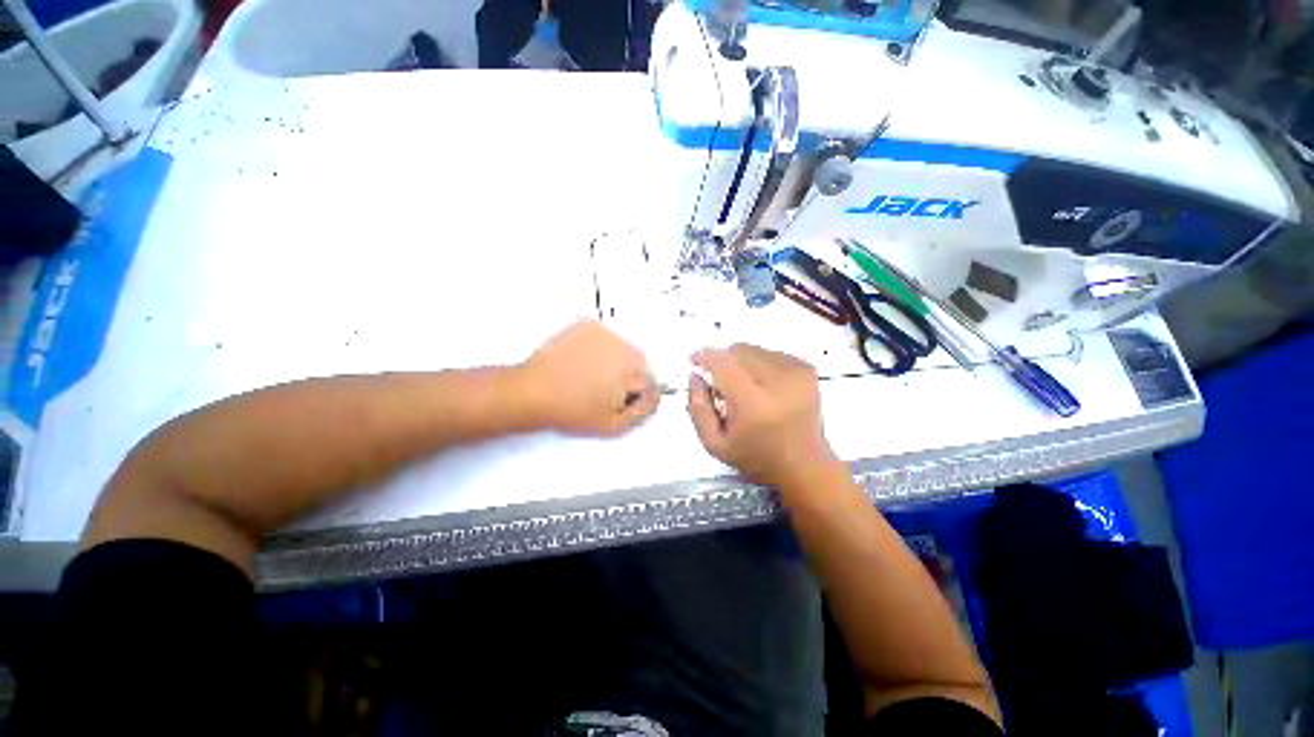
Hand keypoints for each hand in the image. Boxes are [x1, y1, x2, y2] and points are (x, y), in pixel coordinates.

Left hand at [520, 319, 659, 436]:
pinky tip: (584, 361)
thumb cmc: (572, 411)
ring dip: (616, 360)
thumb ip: (643, 411)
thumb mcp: (613, 424)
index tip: (624, 401)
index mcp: (631, 370)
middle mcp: (622, 346)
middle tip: (607, 390)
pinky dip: (601, 347)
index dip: (639, 394)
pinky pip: (605, 337)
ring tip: (592, 375)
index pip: (651, 380)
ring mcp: (604, 332)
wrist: (533, 391)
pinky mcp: (587, 324)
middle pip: (640, 361)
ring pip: (623, 347)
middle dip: (630, 376)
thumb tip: (655, 397)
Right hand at [687, 344, 839, 487]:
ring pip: (753, 350)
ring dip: (741, 362)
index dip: (705, 357)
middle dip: (723, 360)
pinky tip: (762, 384)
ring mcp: (796, 373)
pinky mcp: (806, 369)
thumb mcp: (714, 443)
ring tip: (743, 386)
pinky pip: (771, 353)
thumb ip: (698, 407)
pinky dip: (759, 363)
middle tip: (720, 382)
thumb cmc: (755, 456)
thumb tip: (695, 374)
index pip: (724, 364)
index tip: (694, 360)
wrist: (804, 463)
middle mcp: (779, 383)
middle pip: (738, 352)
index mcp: (754, 405)